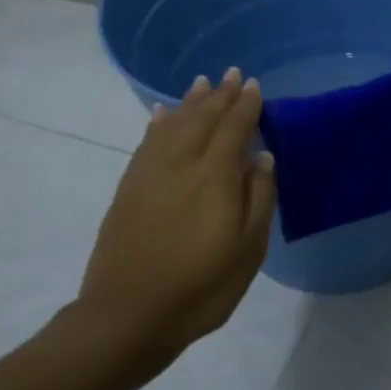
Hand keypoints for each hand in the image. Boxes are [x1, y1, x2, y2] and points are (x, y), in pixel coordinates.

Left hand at [73, 69, 276, 376]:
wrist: (128, 315)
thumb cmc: (201, 287)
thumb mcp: (248, 250)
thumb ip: (259, 197)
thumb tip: (262, 156)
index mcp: (215, 176)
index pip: (234, 127)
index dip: (246, 105)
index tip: (254, 85)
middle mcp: (181, 163)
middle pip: (203, 118)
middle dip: (220, 95)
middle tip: (232, 74)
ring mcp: (150, 173)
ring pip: (173, 124)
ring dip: (190, 102)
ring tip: (202, 83)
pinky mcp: (129, 187)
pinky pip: (147, 142)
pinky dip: (158, 123)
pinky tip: (162, 114)